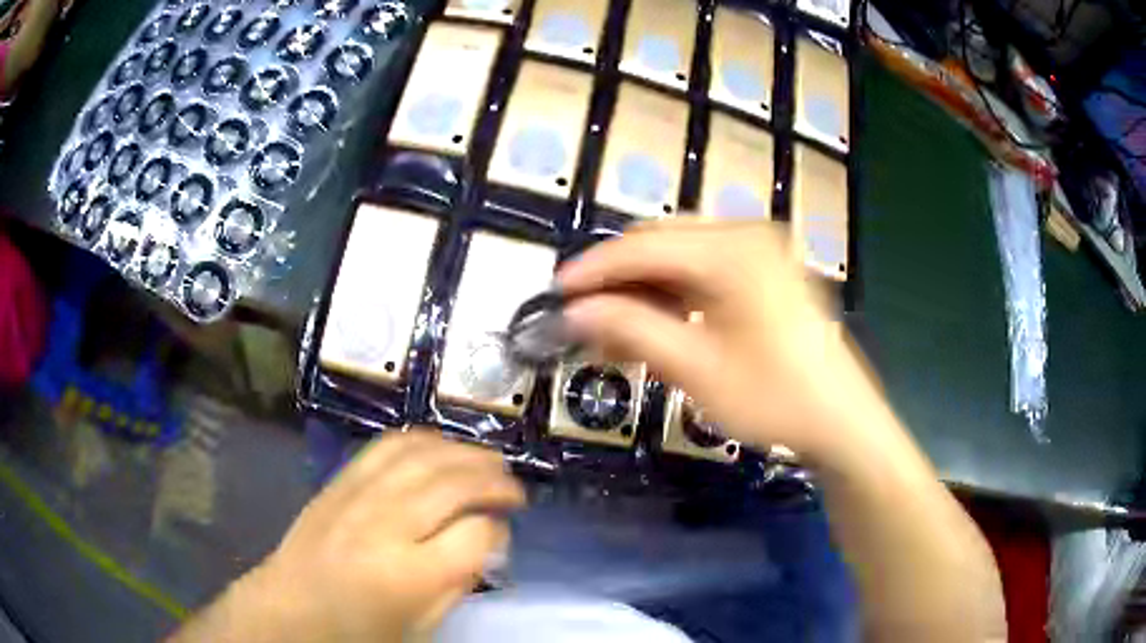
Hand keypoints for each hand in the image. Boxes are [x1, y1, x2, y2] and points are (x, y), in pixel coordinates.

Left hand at [230, 431, 524, 641]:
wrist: (291, 607)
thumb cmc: (360, 630)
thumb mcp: (422, 626)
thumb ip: (460, 582)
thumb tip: (487, 540)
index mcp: (411, 574)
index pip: (476, 533)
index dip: (498, 530)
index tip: (503, 532)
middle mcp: (387, 524)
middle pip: (455, 483)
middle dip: (495, 481)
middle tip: (515, 490)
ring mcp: (360, 494)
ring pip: (426, 454)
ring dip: (466, 453)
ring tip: (489, 462)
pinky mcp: (341, 480)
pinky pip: (389, 445)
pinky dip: (424, 440)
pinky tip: (442, 448)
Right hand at [556, 219, 879, 462]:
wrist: (841, 421)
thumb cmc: (774, 398)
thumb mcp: (696, 369)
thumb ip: (632, 329)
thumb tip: (576, 310)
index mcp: (732, 250)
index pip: (643, 247)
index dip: (595, 269)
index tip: (556, 293)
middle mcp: (746, 235)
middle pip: (662, 244)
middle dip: (619, 280)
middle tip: (585, 319)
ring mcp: (761, 251)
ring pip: (682, 258)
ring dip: (645, 290)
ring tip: (616, 333)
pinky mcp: (767, 272)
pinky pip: (706, 273)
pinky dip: (675, 296)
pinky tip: (657, 327)